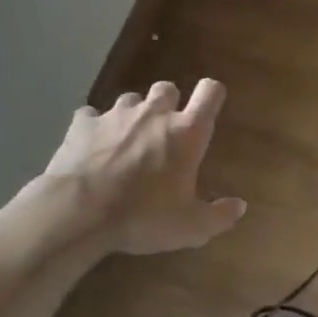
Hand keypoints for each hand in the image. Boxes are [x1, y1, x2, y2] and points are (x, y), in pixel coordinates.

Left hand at [39, 79, 246, 255]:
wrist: (78, 212)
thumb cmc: (143, 217)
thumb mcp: (191, 228)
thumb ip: (219, 215)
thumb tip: (239, 206)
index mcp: (186, 132)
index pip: (210, 92)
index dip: (212, 94)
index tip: (209, 107)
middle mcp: (154, 114)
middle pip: (167, 88)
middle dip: (168, 104)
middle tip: (164, 132)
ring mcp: (115, 115)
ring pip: (130, 99)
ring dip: (133, 115)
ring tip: (127, 141)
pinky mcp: (82, 124)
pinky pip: (91, 116)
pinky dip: (95, 128)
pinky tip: (92, 148)